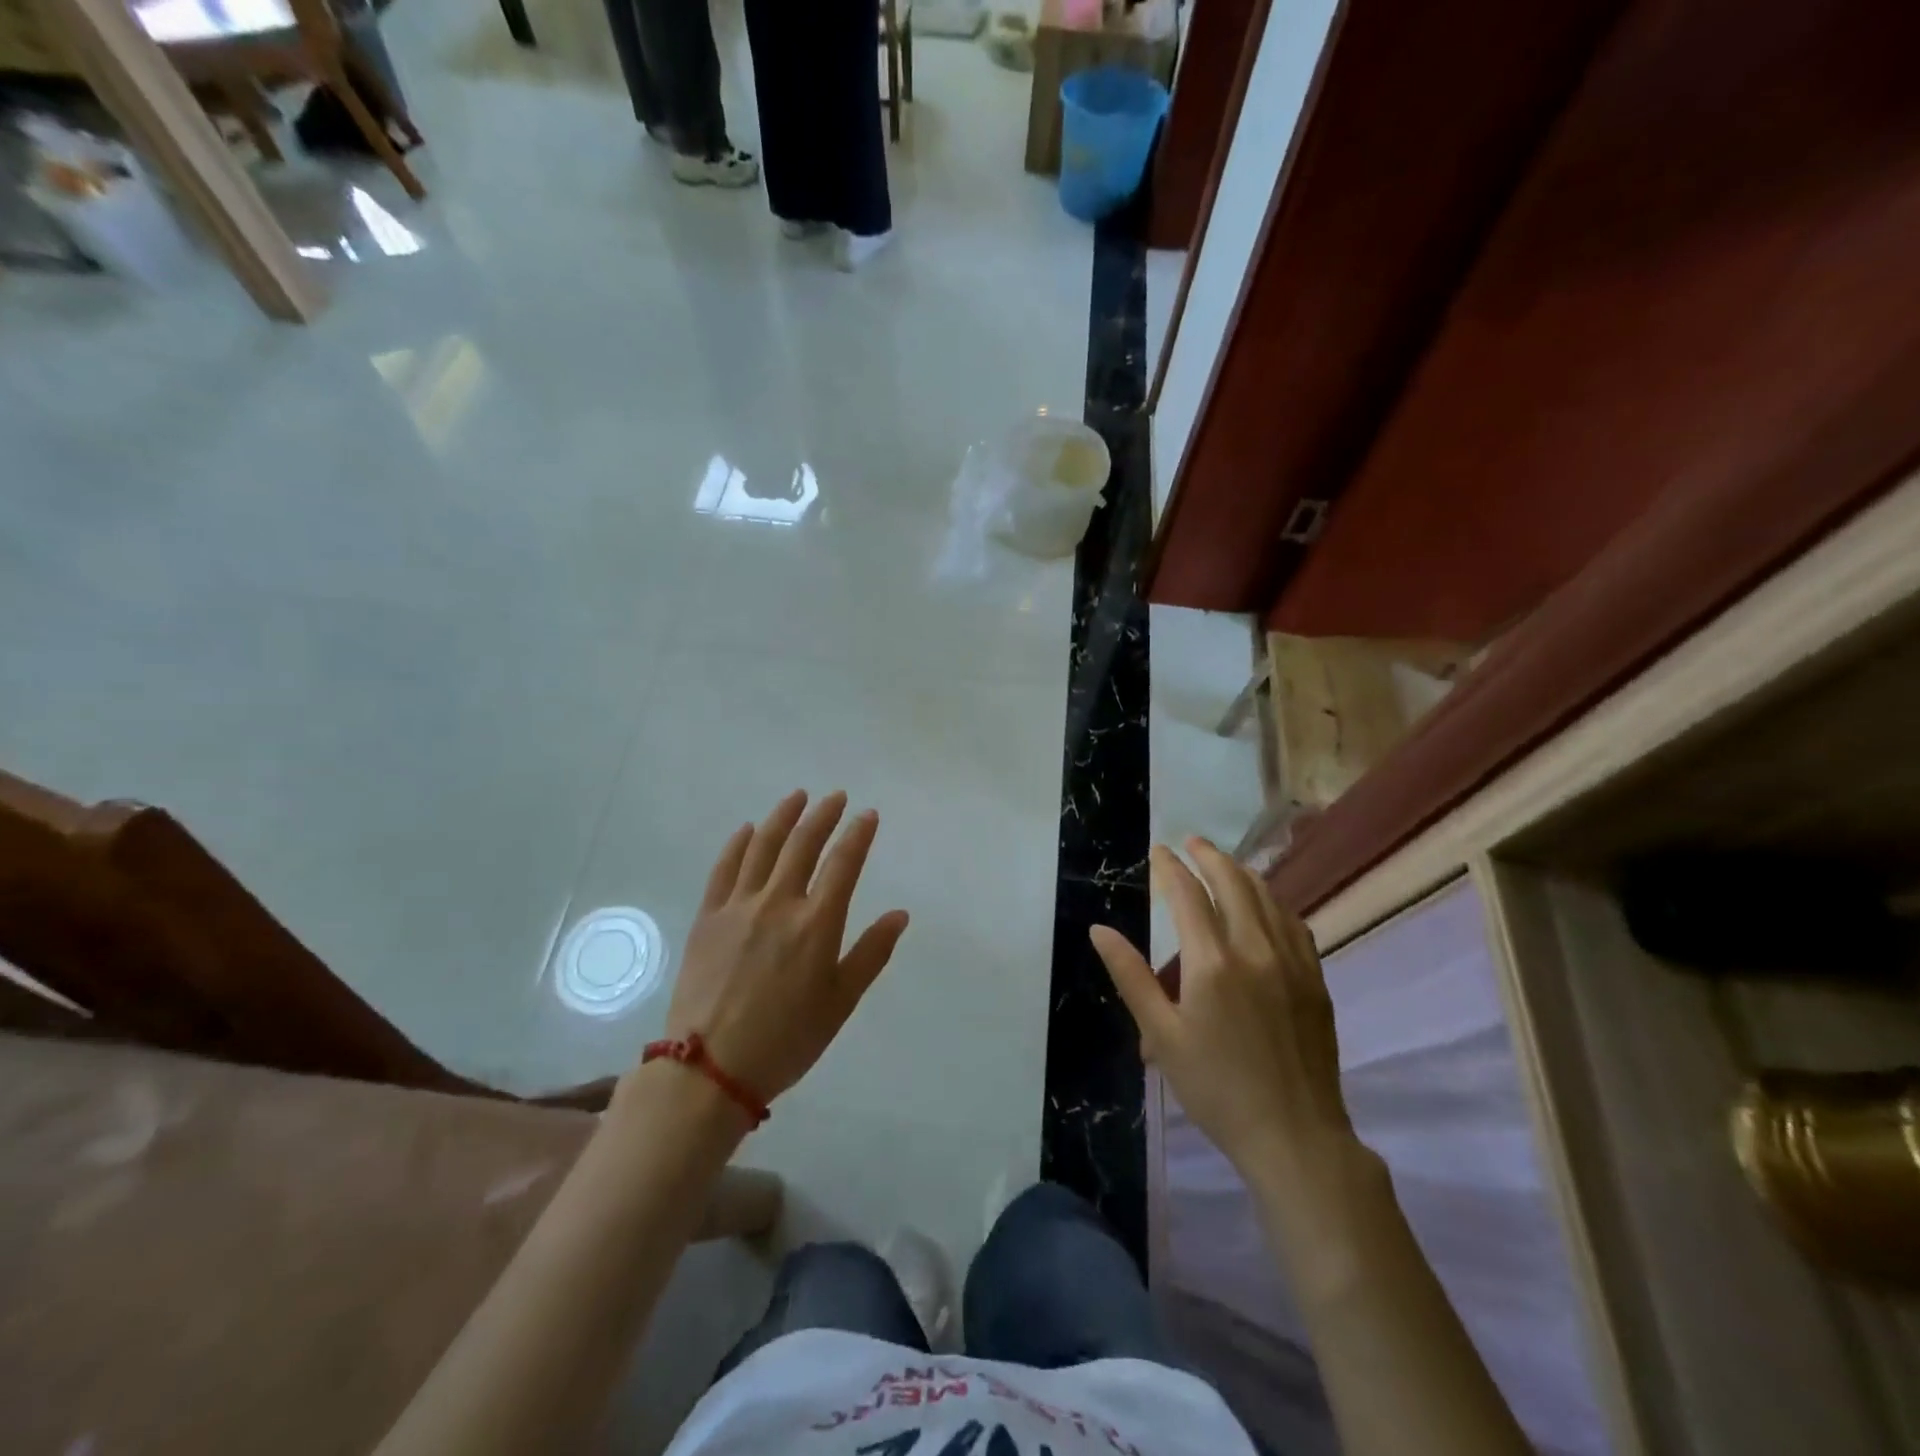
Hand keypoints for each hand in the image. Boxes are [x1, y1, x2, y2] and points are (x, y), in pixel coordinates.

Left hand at [657, 790, 909, 1106]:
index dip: (858, 834)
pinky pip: (724, 869)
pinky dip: (738, 844)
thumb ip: (871, 953)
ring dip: (783, 817)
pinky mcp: (707, 917)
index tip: (868, 815)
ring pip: (763, 847)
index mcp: (816, 924)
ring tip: (797, 797)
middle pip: (803, 844)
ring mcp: (738, 907)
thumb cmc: (786, 1040)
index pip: (844, 863)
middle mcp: (779, 903)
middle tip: (835, 797)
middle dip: (823, 815)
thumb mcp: (840, 1002)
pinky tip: (747, 830)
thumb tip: (900, 914)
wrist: (709, 1070)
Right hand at [1090, 839, 1354, 1176]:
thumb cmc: (1216, 1088)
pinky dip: (1273, 902)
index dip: (1170, 868)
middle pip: (1233, 883)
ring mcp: (1293, 962)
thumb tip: (1099, 930)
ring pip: (1267, 898)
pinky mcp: (1315, 980)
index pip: (1188, 895)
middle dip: (1209, 856)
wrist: (1295, 1136)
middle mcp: (1256, 950)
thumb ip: (1131, 976)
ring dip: (1242, 873)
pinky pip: (1294, 923)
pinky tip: (1265, 905)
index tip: (1158, 851)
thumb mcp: (1162, 1035)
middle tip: (1191, 842)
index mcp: (1213, 963)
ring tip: (1223, 863)